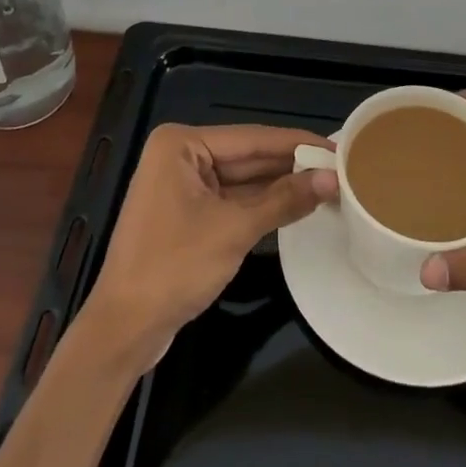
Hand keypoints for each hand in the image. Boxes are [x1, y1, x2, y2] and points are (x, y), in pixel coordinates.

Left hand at [83, 124, 337, 363]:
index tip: (338, 146)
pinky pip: (233, 200)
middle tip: (341, 168)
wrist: (124, 329)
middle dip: (291, 165)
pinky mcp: (188, 213)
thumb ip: (284, 200)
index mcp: (181, 145)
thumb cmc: (173, 268)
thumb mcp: (234, 230)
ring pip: (243, 180)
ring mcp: (183, 185)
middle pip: (248, 156)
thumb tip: (332, 179)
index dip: (297, 143)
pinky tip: (298, 203)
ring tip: (329, 184)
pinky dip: (263, 204)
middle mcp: (180, 156)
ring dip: (281, 186)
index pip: (252, 138)